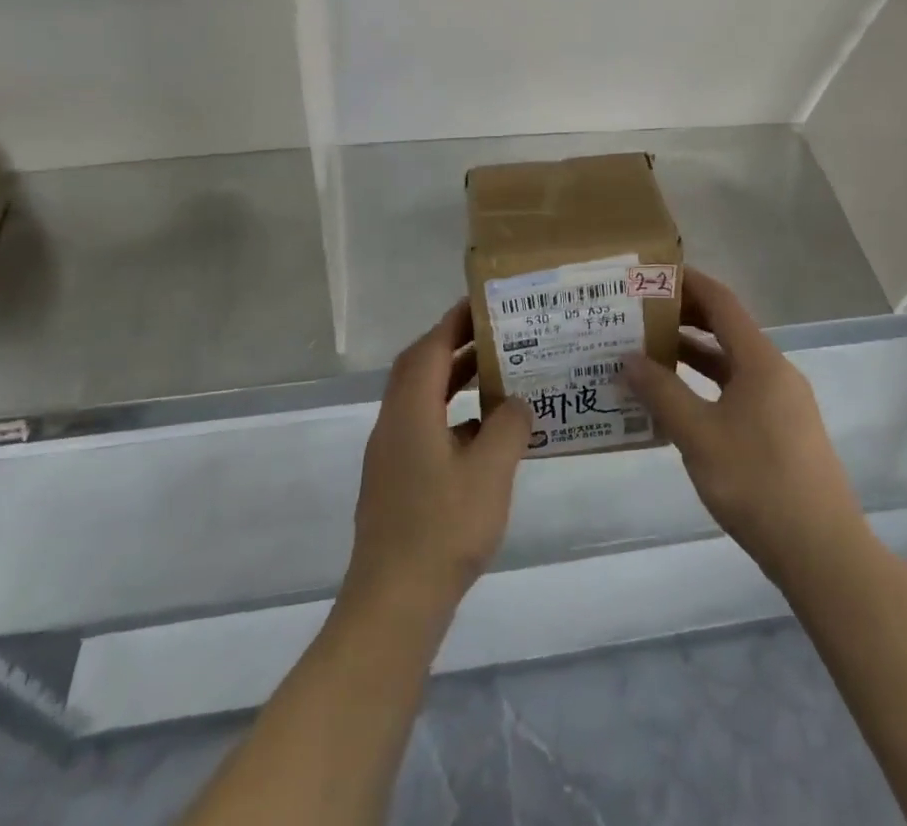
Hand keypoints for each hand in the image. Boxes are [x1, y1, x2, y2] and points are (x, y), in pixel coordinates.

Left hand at [344, 300, 532, 620]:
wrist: (394, 603)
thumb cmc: (443, 528)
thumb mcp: (490, 471)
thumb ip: (508, 426)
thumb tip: (515, 401)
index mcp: (410, 411)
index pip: (430, 347)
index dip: (455, 321)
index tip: (485, 303)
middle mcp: (393, 423)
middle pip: (420, 368)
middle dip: (454, 344)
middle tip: (496, 334)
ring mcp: (390, 454)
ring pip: (421, 399)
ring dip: (453, 380)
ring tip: (495, 375)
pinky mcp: (395, 481)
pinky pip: (423, 427)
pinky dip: (451, 416)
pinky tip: (483, 435)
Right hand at [623, 269, 865, 583]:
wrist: (821, 551)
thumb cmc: (757, 482)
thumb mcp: (699, 435)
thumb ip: (662, 393)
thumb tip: (629, 359)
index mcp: (761, 361)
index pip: (722, 302)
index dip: (689, 283)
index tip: (653, 275)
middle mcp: (775, 372)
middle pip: (727, 330)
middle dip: (685, 319)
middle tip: (641, 316)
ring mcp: (782, 403)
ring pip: (732, 365)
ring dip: (693, 357)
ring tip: (648, 356)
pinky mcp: (783, 432)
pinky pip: (739, 392)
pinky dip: (708, 387)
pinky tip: (678, 405)